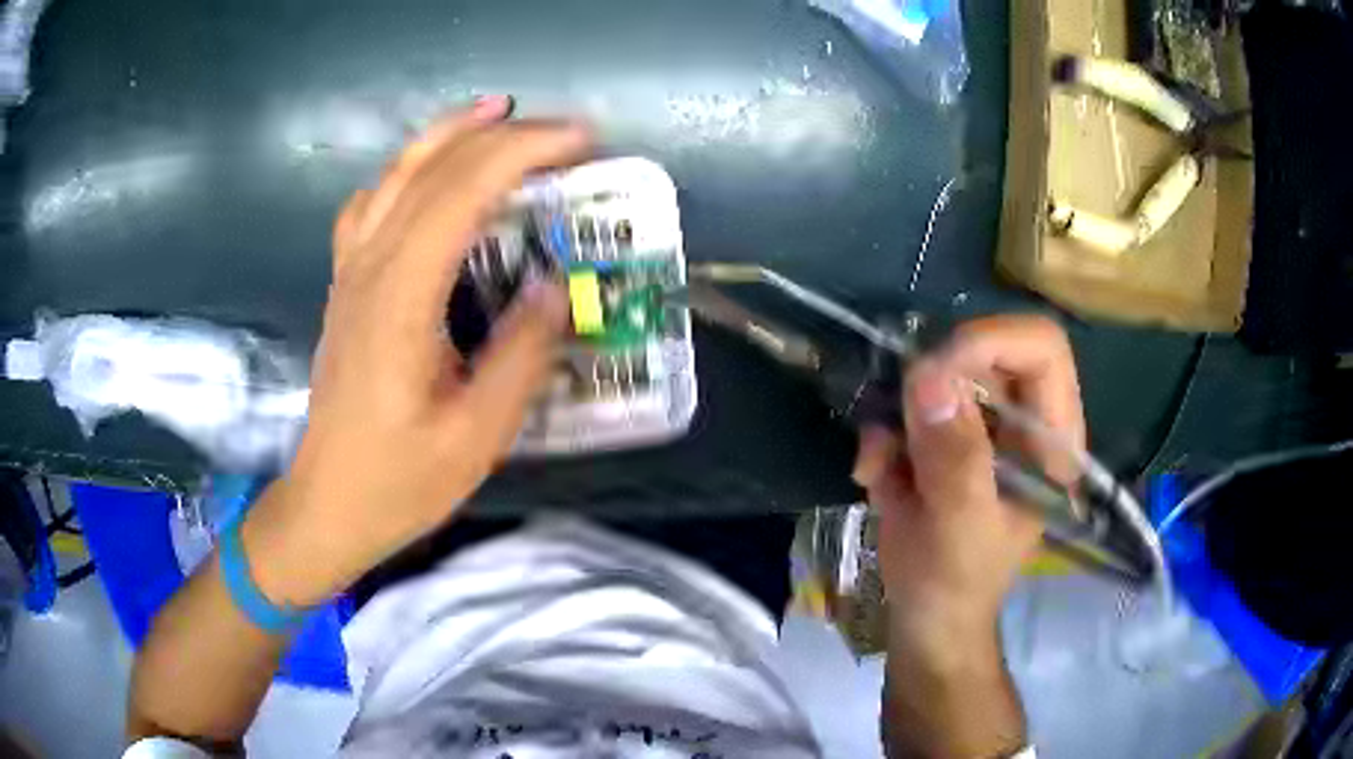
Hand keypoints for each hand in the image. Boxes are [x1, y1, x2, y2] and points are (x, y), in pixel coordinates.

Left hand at [241, 98, 591, 606]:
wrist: (329, 503)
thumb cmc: (400, 481)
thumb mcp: (478, 435)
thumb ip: (521, 356)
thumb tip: (552, 287)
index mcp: (401, 299)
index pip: (462, 191)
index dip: (524, 152)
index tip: (582, 143)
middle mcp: (369, 267)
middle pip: (431, 168)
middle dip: (504, 135)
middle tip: (564, 132)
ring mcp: (350, 271)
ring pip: (395, 173)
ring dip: (449, 134)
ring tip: (499, 115)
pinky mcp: (346, 284)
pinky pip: (371, 204)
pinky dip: (408, 171)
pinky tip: (431, 177)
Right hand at [854, 315, 1084, 663]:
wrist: (927, 620)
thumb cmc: (955, 584)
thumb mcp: (959, 527)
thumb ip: (954, 457)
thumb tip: (928, 377)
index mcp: (1051, 438)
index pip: (1041, 348)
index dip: (990, 343)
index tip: (934, 375)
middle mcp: (1022, 422)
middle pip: (983, 353)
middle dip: (929, 385)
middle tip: (894, 428)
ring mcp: (982, 428)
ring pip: (937, 378)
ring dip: (896, 417)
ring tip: (876, 468)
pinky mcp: (944, 439)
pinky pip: (907, 408)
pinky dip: (882, 437)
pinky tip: (874, 479)